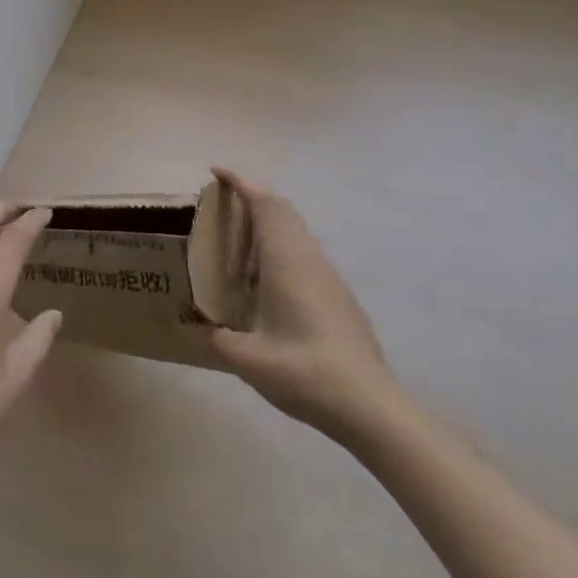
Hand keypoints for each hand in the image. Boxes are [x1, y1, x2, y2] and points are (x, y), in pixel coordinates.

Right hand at [210, 170, 396, 439]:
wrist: (370, 406)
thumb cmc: (307, 374)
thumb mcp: (250, 362)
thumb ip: (221, 341)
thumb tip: (206, 331)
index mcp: (287, 263)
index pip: (265, 205)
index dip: (241, 182)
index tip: (217, 171)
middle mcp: (310, 260)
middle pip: (284, 211)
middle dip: (254, 197)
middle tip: (224, 205)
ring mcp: (329, 277)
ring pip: (298, 231)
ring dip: (270, 223)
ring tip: (241, 242)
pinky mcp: (340, 297)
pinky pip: (306, 253)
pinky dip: (283, 247)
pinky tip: (269, 281)